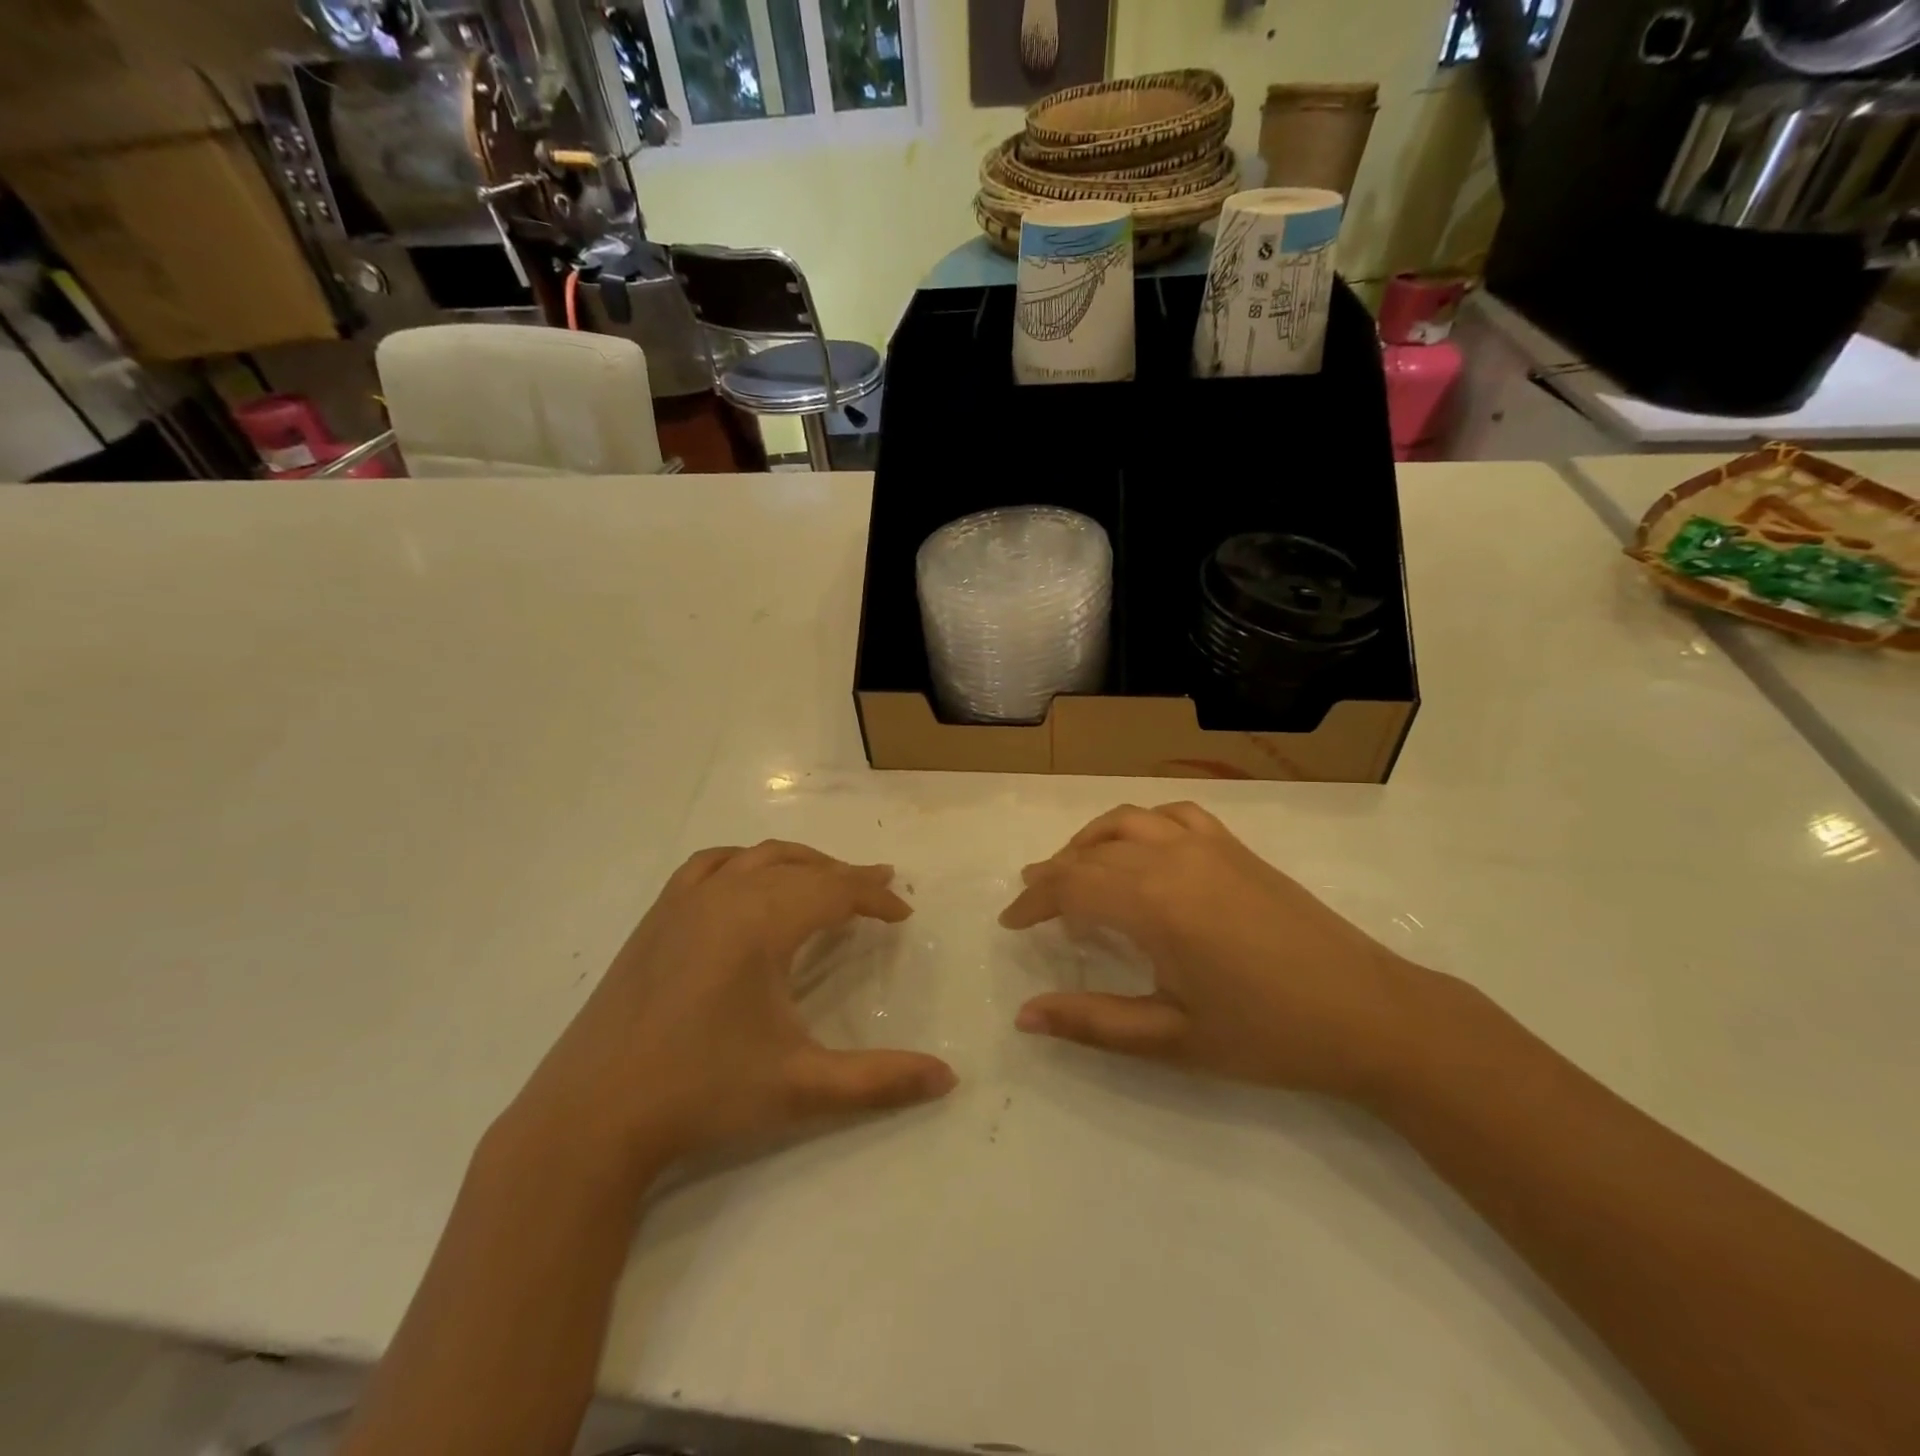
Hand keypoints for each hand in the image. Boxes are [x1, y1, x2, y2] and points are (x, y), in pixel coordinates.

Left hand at [514, 841, 956, 1168]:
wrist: (590, 1118)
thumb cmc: (701, 1095)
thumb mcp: (801, 1087)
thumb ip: (880, 1079)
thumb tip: (949, 1078)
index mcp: (760, 923)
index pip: (834, 890)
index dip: (875, 897)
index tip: (904, 913)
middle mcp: (723, 896)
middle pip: (800, 867)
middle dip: (845, 876)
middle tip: (880, 892)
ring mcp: (682, 902)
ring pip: (756, 857)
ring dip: (800, 863)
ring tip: (827, 882)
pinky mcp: (655, 919)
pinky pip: (710, 866)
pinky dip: (744, 863)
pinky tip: (748, 883)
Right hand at [1001, 803, 1442, 1100]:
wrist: (1370, 1014)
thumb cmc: (1267, 1035)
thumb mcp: (1171, 1039)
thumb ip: (1092, 1023)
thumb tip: (1024, 1017)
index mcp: (1153, 903)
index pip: (1070, 886)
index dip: (1032, 902)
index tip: (1010, 923)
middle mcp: (1173, 858)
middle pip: (1091, 853)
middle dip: (1052, 875)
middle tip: (1031, 903)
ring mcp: (1208, 845)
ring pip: (1127, 823)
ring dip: (1089, 842)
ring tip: (1073, 870)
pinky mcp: (1236, 848)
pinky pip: (1173, 816)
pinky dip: (1140, 825)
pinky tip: (1141, 849)